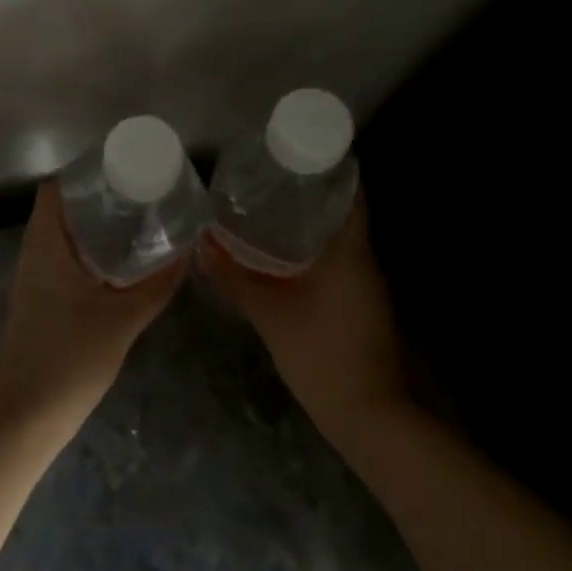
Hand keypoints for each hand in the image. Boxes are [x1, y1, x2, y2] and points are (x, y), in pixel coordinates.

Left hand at [0, 182, 186, 429]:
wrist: (22, 416)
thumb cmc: (68, 358)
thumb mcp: (122, 319)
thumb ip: (155, 285)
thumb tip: (185, 252)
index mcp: (45, 246)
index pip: (55, 191)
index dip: (85, 176)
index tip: (123, 173)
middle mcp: (33, 256)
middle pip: (60, 213)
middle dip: (98, 203)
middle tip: (141, 199)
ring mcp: (32, 283)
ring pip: (61, 241)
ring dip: (93, 232)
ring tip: (137, 228)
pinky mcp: (37, 306)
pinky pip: (62, 265)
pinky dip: (88, 258)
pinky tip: (118, 271)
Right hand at [198, 193, 413, 443]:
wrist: (369, 415)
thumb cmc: (322, 354)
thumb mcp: (269, 314)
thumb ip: (234, 278)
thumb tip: (202, 247)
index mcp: (350, 250)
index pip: (350, 191)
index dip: (325, 168)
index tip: (292, 155)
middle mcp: (365, 259)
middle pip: (341, 211)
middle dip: (306, 194)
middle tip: (266, 181)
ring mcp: (367, 284)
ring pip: (338, 239)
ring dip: (308, 224)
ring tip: (266, 211)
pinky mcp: (362, 304)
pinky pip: (337, 262)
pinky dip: (312, 251)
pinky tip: (281, 257)